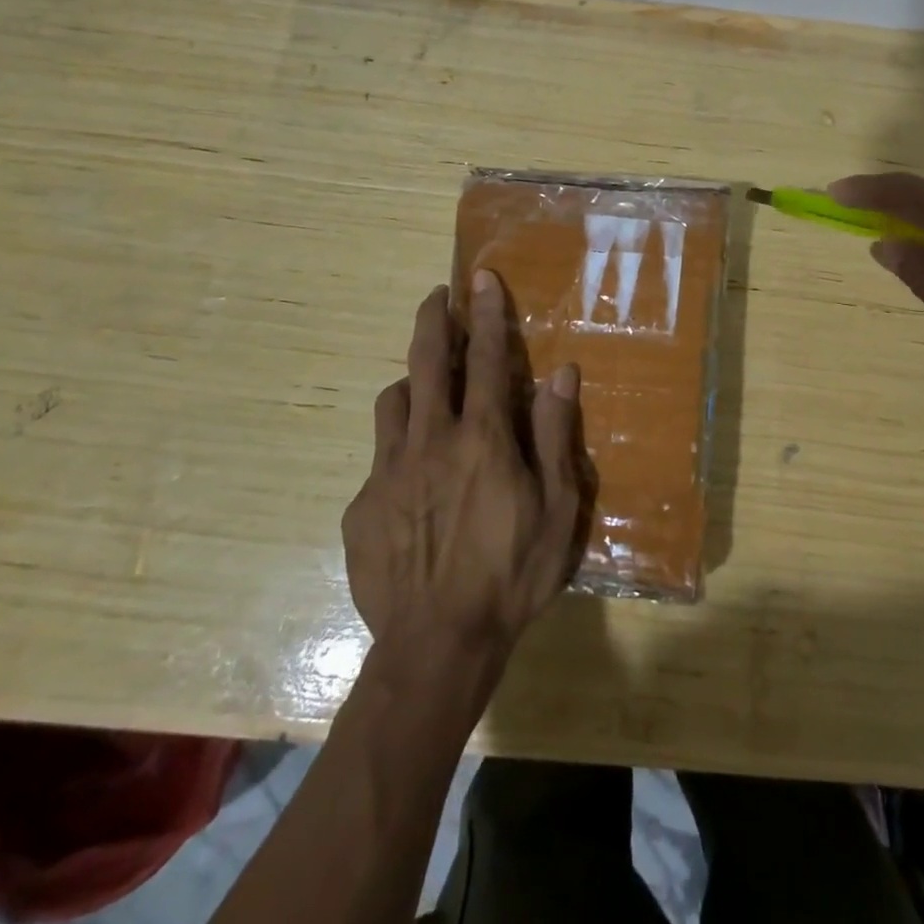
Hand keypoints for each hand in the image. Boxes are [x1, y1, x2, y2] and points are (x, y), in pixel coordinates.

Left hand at [343, 272, 590, 661]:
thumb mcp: (557, 509)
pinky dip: (397, 446)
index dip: (487, 313)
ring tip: (424, 388)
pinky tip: (411, 480)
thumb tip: (561, 374)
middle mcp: (431, 440)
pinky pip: (378, 456)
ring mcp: (388, 471)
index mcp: (483, 438)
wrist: (437, 645)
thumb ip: (555, 436)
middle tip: (438, 296)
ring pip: (393, 400)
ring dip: (410, 381)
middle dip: (433, 320)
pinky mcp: (361, 505)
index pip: (486, 358)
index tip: (481, 278)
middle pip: (426, 361)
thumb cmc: (511, 574)